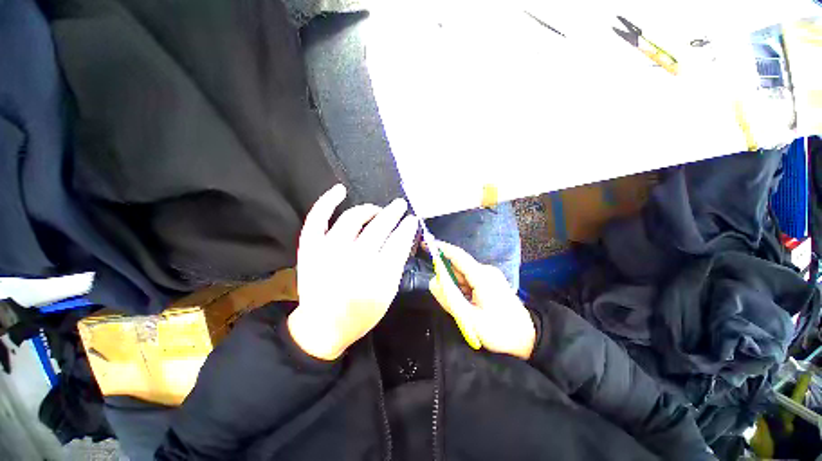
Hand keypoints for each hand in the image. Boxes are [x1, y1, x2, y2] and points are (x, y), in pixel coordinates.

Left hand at [288, 184, 418, 360]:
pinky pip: (317, 218)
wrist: (321, 327)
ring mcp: (328, 251)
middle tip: (400, 206)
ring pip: (352, 218)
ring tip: (378, 209)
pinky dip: (327, 201)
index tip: (412, 219)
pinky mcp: (310, 248)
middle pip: (379, 227)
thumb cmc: (360, 314)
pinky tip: (340, 190)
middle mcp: (353, 260)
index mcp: (376, 276)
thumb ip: (397, 265)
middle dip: (393, 213)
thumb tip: (404, 237)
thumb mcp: (388, 295)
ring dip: (369, 209)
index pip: (398, 242)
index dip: (407, 227)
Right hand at [428, 241, 535, 359]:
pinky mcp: (491, 282)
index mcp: (482, 276)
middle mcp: (486, 271)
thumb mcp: (469, 318)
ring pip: (463, 276)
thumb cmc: (499, 331)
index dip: (440, 248)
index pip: (457, 255)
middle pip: (459, 268)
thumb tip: (433, 281)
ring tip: (464, 310)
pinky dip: (463, 290)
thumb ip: (449, 297)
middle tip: (449, 302)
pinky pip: (470, 281)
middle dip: (448, 280)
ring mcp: (490, 276)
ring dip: (456, 288)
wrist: (528, 340)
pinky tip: (470, 306)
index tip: (426, 244)